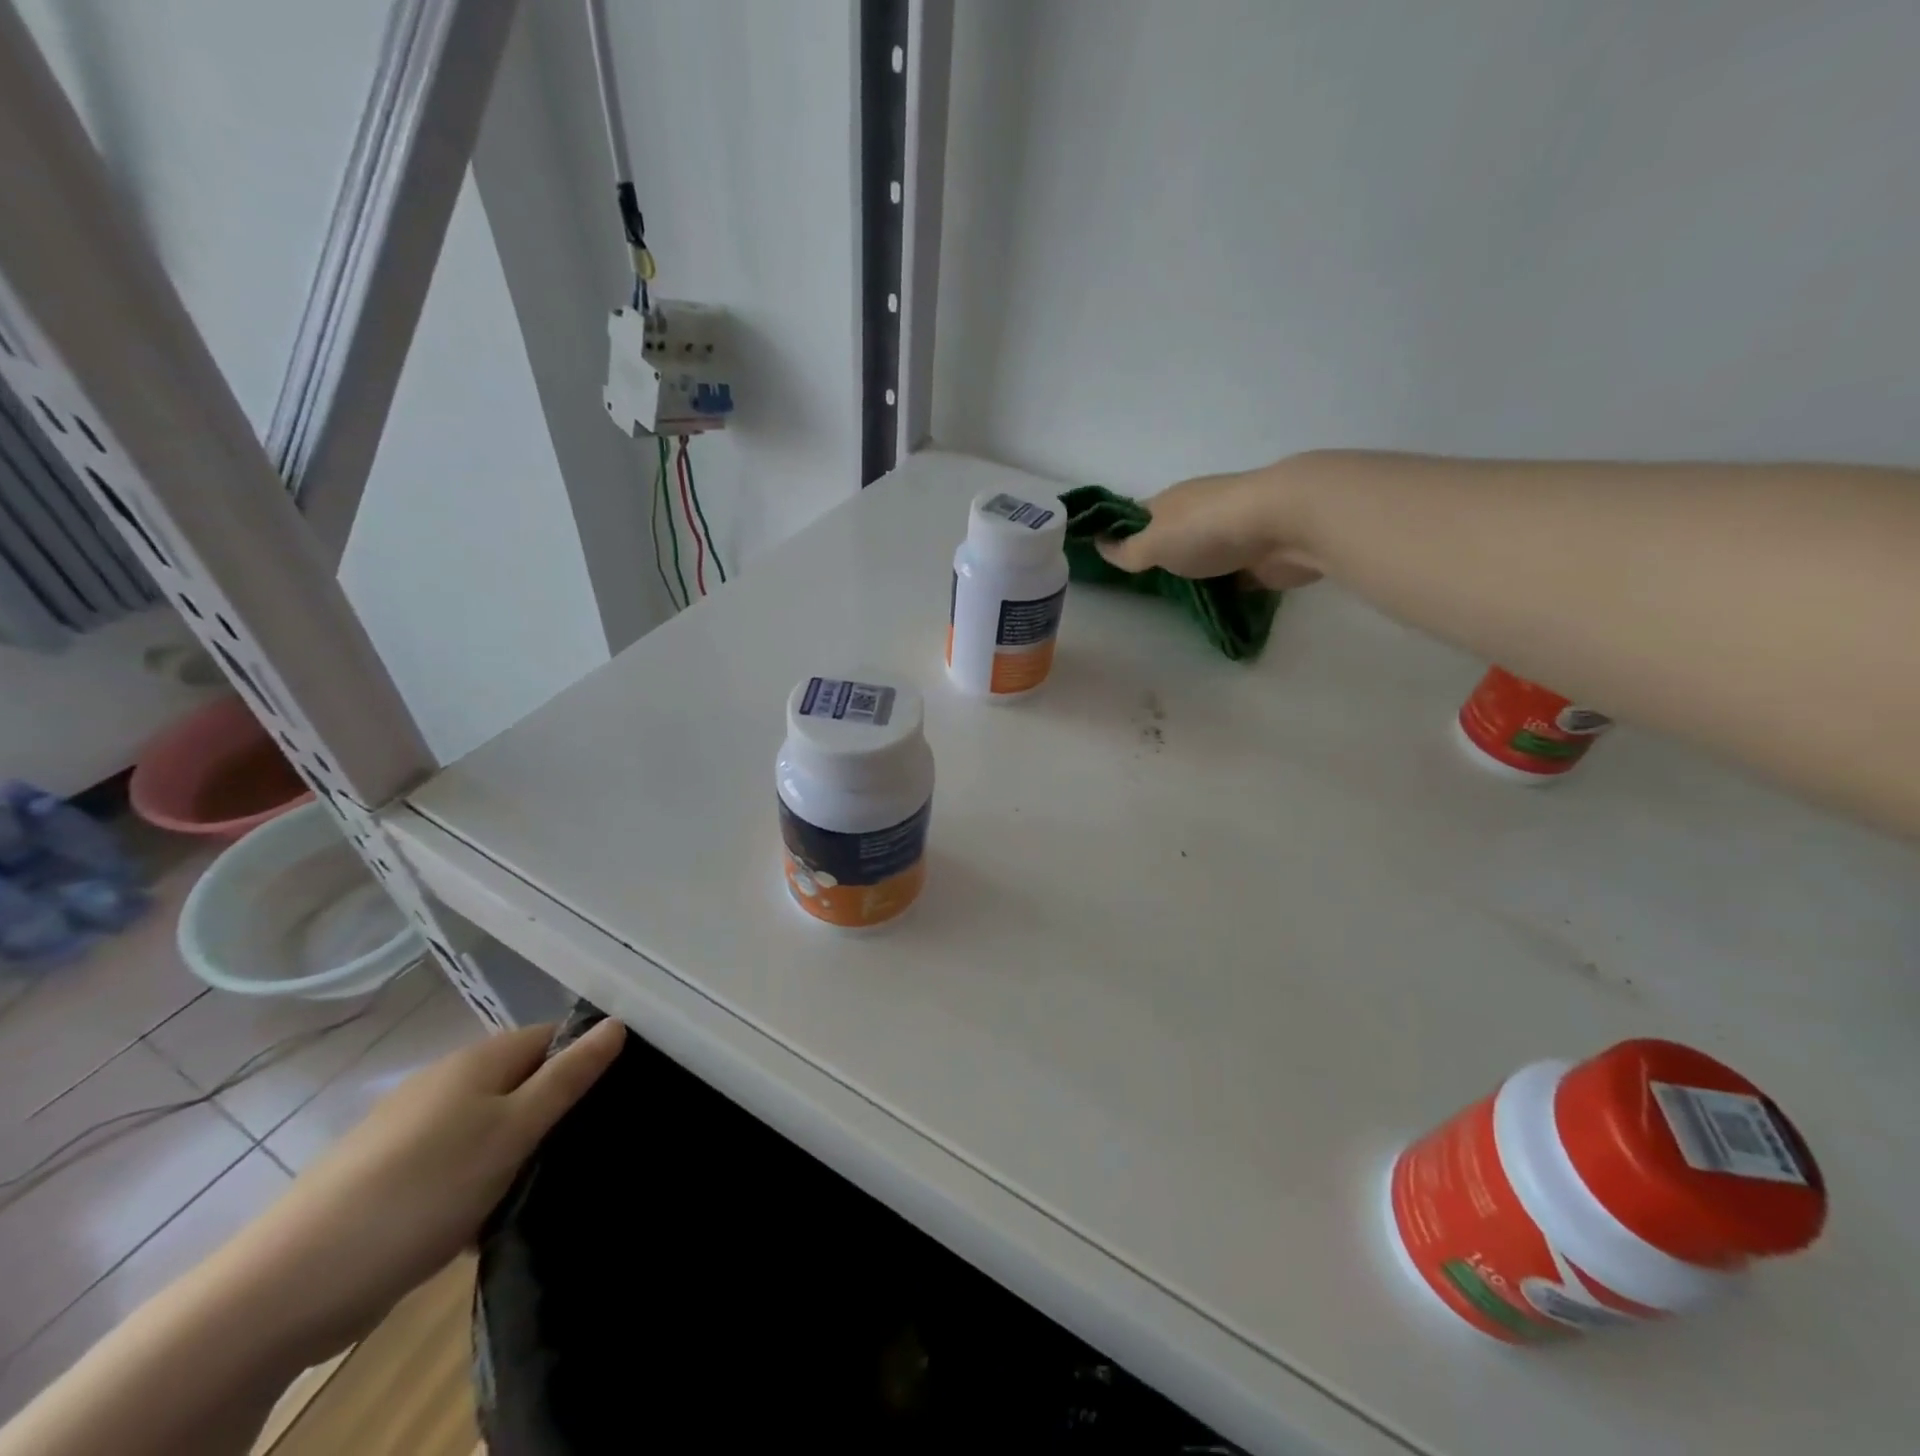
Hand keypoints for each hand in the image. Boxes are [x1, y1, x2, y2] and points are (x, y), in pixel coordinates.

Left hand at [228, 1018, 625, 1361]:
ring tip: (540, 1187)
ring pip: (491, 1124)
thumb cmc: (422, 1191)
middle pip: (522, 1079)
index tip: (614, 1096)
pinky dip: (479, 1180)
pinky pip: (458, 1160)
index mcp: (478, 1059)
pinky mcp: (391, 1173)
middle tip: (581, 1148)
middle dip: (553, 1111)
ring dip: (517, 1151)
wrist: (288, 1286)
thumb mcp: (513, 1131)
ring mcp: (413, 1126)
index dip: (587, 1058)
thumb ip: (568, 1077)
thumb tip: (617, 1022)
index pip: (553, 1036)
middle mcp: (446, 1080)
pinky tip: (487, 1217)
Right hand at [1096, 463, 1324, 587]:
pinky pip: (1231, 574)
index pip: (1137, 516)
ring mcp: (1231, 533)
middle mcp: (1199, 512)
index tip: (1109, 558)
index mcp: (1171, 502)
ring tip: (1175, 602)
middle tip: (1142, 589)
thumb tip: (1100, 544)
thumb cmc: (1209, 529)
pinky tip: (1212, 604)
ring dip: (1192, 573)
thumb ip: (1127, 551)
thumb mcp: (1154, 543)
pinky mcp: (1258, 554)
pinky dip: (1222, 586)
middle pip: (1171, 536)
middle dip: (1159, 557)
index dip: (1121, 533)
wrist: (1286, 524)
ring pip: (1202, 555)